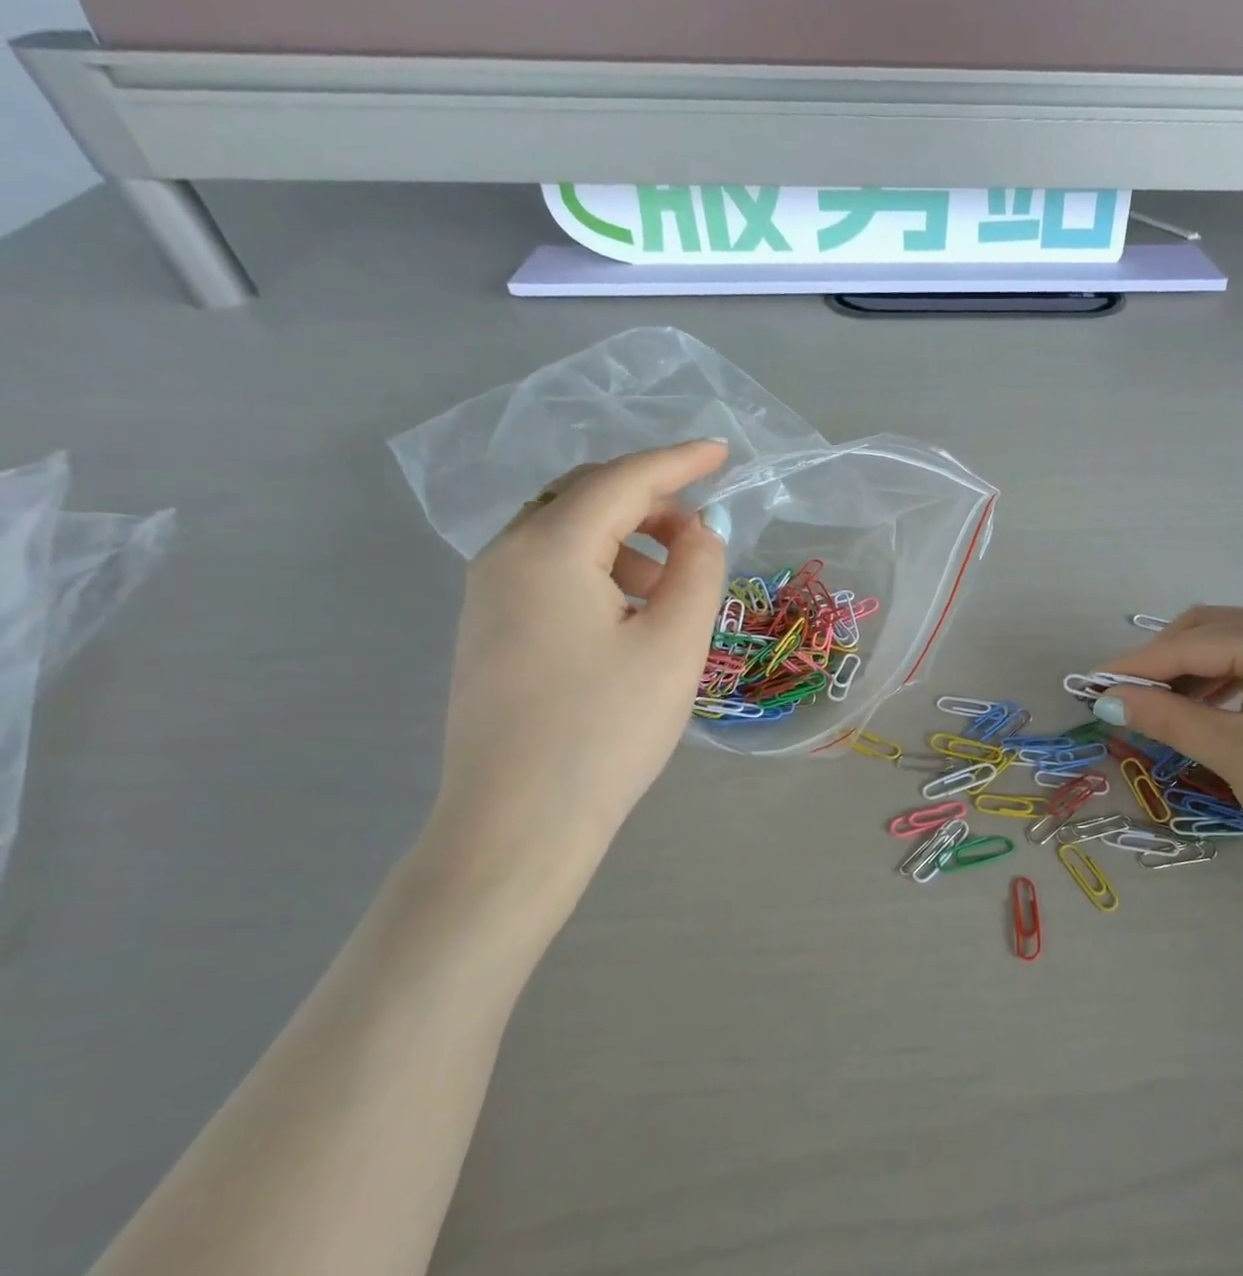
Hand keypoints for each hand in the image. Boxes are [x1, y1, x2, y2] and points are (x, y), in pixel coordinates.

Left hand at [427, 441, 731, 889]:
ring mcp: (487, 597)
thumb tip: (700, 530)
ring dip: (625, 540)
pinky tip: (628, 615)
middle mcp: (504, 558)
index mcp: (547, 550)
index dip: (677, 462)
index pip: (620, 482)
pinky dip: (598, 571)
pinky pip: (549, 573)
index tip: (722, 452)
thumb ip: (697, 570)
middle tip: (702, 525)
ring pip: (564, 537)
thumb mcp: (673, 645)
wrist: (517, 823)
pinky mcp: (488, 633)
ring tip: (672, 583)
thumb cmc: (605, 730)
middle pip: (583, 499)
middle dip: (648, 499)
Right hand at [1093, 608, 1242, 895]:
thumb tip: (1108, 698)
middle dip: (1163, 663)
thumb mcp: (1234, 752)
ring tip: (1160, 710)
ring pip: (1236, 650)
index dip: (1134, 666)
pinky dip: (1226, 685)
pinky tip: (1209, 713)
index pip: (1188, 643)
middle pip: (1212, 633)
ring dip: (1193, 674)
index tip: (1088, 687)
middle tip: (1124, 700)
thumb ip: (1167, 716)